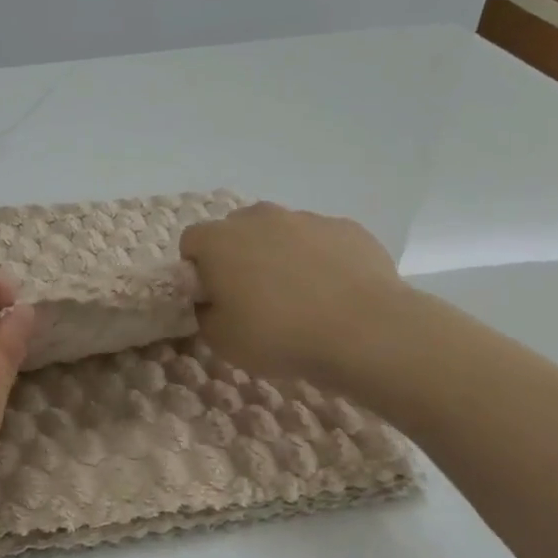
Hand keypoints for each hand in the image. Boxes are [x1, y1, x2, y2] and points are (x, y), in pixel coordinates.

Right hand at [180, 202, 408, 387]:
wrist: (365, 331)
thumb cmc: (278, 335)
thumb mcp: (221, 340)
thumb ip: (205, 313)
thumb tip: (211, 301)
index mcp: (219, 241)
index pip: (191, 243)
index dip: (197, 271)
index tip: (213, 298)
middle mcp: (258, 217)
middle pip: (235, 231)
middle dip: (238, 257)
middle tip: (253, 298)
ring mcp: (305, 218)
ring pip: (280, 232)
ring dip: (280, 255)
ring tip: (299, 297)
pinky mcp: (346, 227)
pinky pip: (321, 240)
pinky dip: (320, 259)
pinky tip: (334, 292)